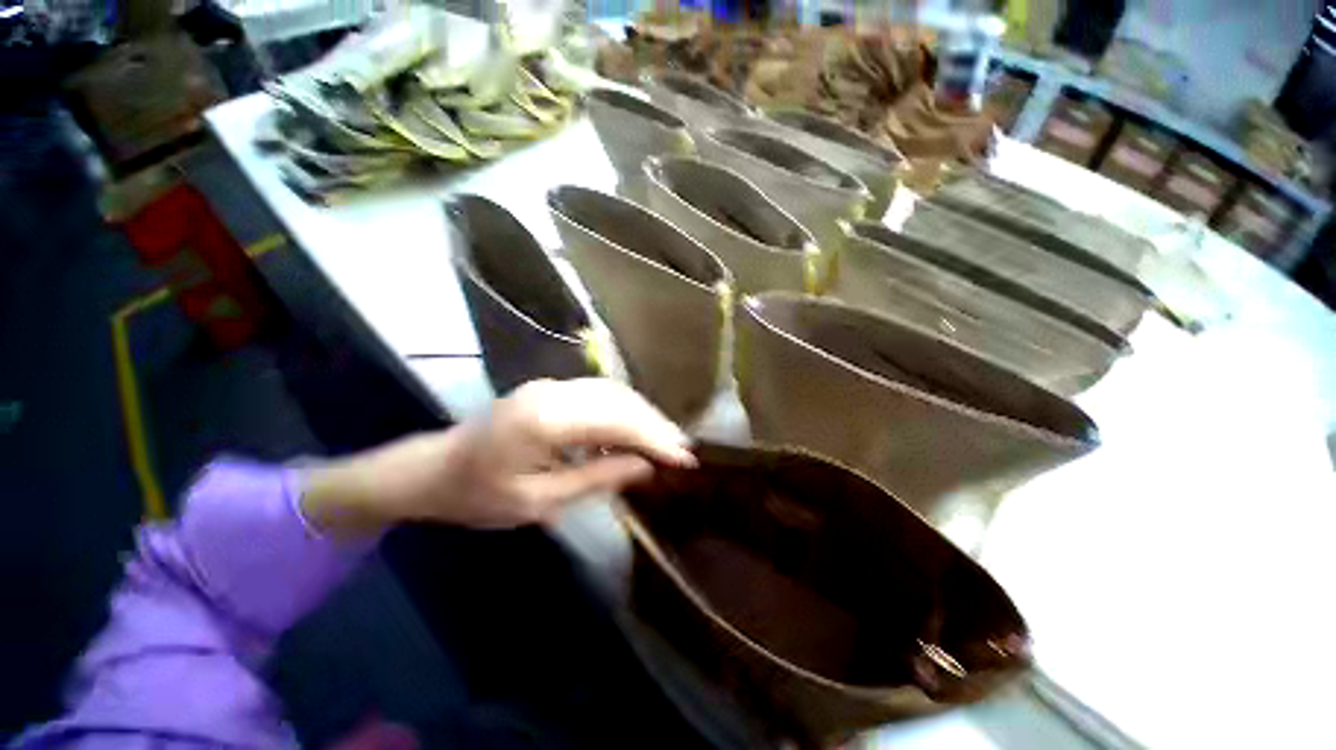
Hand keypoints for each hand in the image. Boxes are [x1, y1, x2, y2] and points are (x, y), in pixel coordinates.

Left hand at [300, 379, 694, 537]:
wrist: (433, 470)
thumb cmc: (479, 496)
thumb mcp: (540, 502)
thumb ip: (597, 478)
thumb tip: (645, 467)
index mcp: (544, 420)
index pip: (616, 421)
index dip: (655, 438)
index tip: (685, 458)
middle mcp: (552, 392)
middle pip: (619, 400)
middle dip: (655, 425)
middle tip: (682, 450)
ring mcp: (551, 386)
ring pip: (613, 392)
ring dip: (643, 415)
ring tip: (666, 442)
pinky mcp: (552, 390)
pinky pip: (599, 395)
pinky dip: (624, 412)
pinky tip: (635, 431)